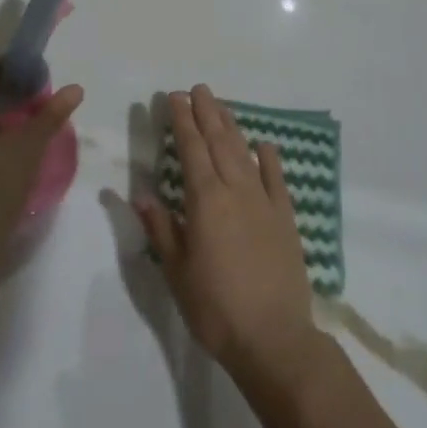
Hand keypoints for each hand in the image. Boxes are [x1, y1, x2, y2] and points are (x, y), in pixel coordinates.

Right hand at [136, 85, 324, 390]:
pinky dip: (269, 158)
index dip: (182, 121)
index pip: (191, 149)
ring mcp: (264, 201)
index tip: (174, 98)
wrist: (273, 338)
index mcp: (205, 200)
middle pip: (218, 141)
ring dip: (231, 126)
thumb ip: (161, 228)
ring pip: (244, 152)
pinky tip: (264, 144)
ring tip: (221, 106)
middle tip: (197, 89)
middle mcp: (235, 190)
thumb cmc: (216, 308)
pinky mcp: (286, 217)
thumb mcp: (177, 272)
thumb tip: (140, 194)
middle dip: (206, 113)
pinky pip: (276, 178)